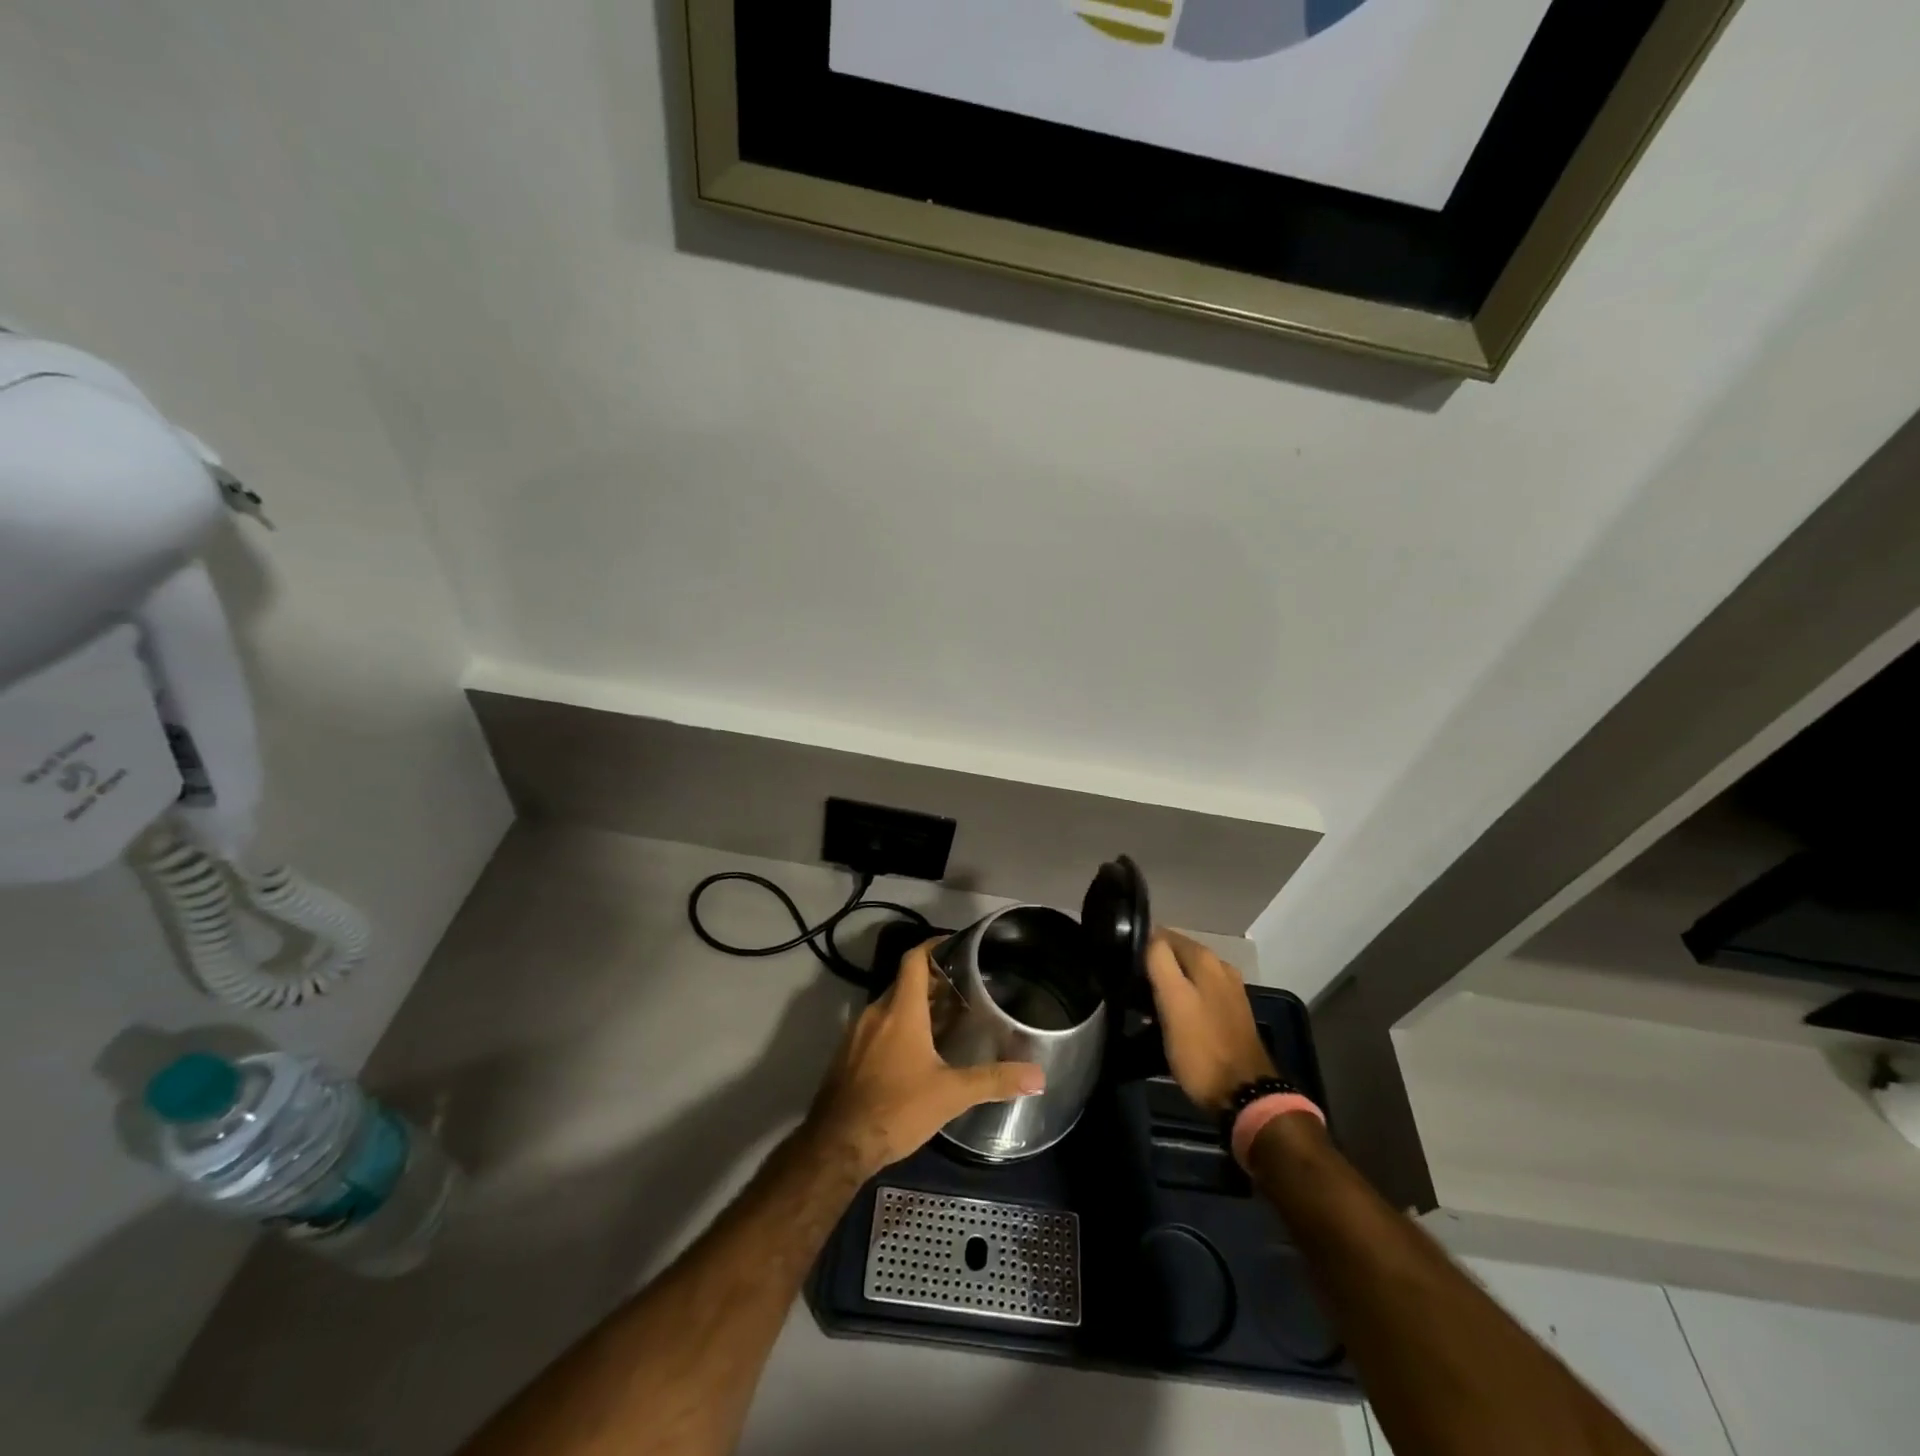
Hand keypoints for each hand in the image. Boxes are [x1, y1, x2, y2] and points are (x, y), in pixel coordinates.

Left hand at [805, 940, 1044, 1178]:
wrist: (837, 1145)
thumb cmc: (896, 1109)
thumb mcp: (951, 1094)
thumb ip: (994, 1080)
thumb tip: (1038, 1076)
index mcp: (900, 1011)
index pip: (914, 959)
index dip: (934, 946)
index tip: (956, 947)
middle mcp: (875, 1013)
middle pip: (904, 982)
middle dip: (932, 982)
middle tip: (963, 990)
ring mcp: (856, 1034)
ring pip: (889, 1006)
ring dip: (915, 1007)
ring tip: (946, 1020)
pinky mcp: (847, 1055)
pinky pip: (876, 1028)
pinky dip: (897, 1028)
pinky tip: (916, 1053)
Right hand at [1145, 929, 1276, 1113]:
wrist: (1244, 1094)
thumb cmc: (1201, 1048)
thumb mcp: (1173, 1001)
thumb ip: (1159, 962)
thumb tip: (1147, 934)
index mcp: (1205, 958)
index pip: (1162, 935)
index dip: (1140, 948)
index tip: (1123, 969)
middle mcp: (1220, 966)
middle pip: (1175, 955)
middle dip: (1152, 967)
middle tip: (1130, 990)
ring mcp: (1228, 990)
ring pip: (1185, 976)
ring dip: (1166, 986)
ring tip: (1144, 1007)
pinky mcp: (1229, 1013)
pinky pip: (1196, 995)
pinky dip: (1181, 1000)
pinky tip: (1169, 1019)